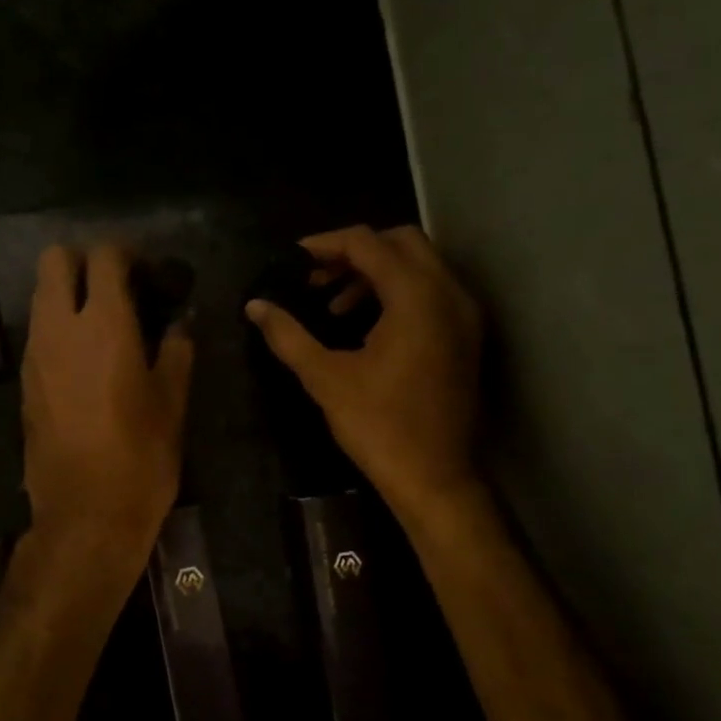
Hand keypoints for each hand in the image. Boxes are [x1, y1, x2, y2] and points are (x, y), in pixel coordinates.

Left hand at [21, 244, 193, 561]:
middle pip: (55, 260)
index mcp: (103, 324)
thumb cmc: (140, 458)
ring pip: (40, 295)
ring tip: (105, 324)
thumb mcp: (172, 402)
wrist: (85, 515)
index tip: (150, 274)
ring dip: (68, 293)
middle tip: (118, 287)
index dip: (128, 254)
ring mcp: (35, 355)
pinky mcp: (24, 382)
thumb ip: (176, 351)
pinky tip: (87, 359)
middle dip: (85, 261)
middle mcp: (58, 328)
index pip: (104, 256)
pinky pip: (39, 332)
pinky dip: (59, 327)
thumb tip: (180, 323)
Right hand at [246, 225, 482, 520]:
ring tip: (333, 307)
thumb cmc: (379, 426)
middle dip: (354, 252)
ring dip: (374, 274)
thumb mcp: (326, 378)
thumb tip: (255, 306)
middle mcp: (448, 294)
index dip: (325, 244)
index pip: (368, 243)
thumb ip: (288, 335)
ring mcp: (463, 315)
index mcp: (416, 297)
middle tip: (315, 278)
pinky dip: (397, 294)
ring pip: (418, 267)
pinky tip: (365, 326)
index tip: (292, 260)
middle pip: (400, 242)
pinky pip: (430, 293)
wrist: (436, 478)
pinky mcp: (465, 337)